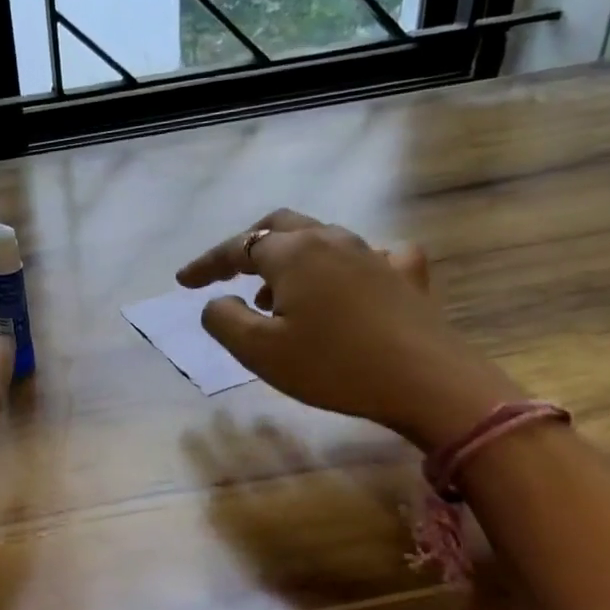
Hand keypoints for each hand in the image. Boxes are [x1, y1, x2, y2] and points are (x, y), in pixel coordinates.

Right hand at [177, 209, 519, 448]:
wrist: (427, 382)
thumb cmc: (333, 366)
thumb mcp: (259, 351)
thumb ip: (223, 319)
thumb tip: (218, 301)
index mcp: (293, 254)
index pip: (237, 247)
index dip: (206, 263)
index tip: (182, 282)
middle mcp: (332, 241)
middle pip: (280, 226)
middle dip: (248, 245)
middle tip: (228, 272)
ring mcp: (374, 254)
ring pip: (321, 240)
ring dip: (289, 259)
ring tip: (275, 295)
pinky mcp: (406, 276)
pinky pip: (371, 256)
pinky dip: (347, 266)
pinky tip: (350, 283)